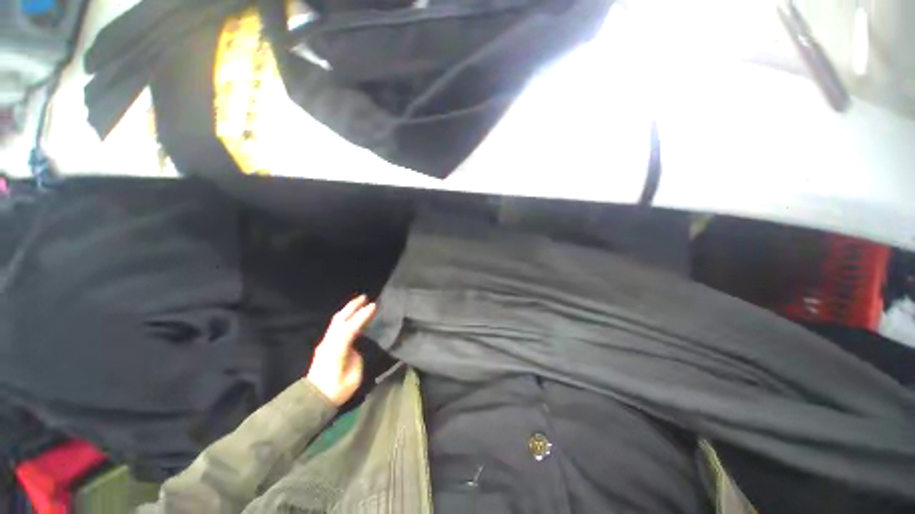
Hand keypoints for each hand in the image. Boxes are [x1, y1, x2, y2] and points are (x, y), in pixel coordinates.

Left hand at [306, 295, 376, 406]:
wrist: (314, 399)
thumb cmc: (337, 389)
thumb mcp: (353, 375)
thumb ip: (355, 356)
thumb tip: (355, 347)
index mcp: (337, 350)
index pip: (351, 328)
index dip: (362, 316)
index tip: (373, 306)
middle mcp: (329, 343)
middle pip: (340, 320)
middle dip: (352, 306)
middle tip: (365, 297)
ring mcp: (325, 343)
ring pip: (336, 322)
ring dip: (347, 310)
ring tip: (358, 302)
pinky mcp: (325, 345)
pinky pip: (335, 326)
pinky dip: (344, 317)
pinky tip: (351, 316)